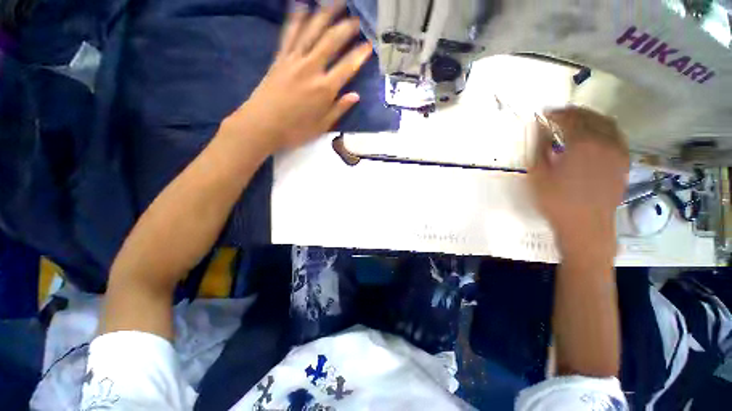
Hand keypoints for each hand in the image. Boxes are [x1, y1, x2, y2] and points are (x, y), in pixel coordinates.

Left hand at [229, 2, 371, 151]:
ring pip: (311, 31)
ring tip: (336, 3)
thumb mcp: (322, 126)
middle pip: (331, 41)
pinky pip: (289, 33)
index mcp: (324, 89)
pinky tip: (302, 5)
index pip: (347, 67)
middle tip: (357, 19)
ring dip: (325, 14)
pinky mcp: (279, 58)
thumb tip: (355, 96)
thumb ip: (339, 109)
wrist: (261, 126)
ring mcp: (293, 60)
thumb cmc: (295, 130)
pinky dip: (296, 18)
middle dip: (346, 28)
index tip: (369, 45)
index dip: (360, 55)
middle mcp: (311, 69)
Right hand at [529, 107, 629, 261]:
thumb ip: (539, 147)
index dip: (556, 113)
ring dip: (591, 118)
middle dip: (574, 112)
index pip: (570, 118)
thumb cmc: (556, 201)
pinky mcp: (623, 163)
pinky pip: (617, 137)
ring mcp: (618, 152)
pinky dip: (605, 130)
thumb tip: (540, 128)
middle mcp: (604, 142)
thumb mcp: (538, 175)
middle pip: (591, 117)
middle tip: (559, 114)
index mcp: (582, 144)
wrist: (585, 226)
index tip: (545, 113)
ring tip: (577, 121)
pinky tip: (595, 136)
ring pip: (608, 124)